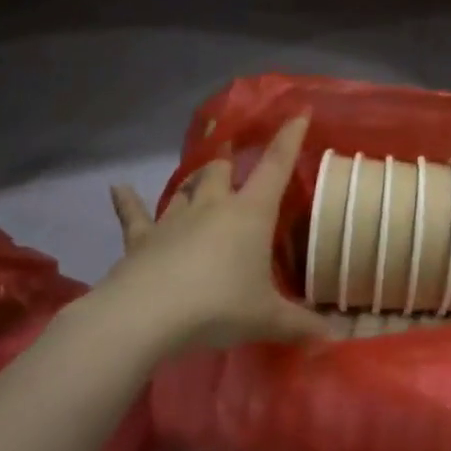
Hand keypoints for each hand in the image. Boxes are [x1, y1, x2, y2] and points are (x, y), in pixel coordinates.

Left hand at [96, 114, 328, 357]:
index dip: (289, 139)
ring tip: (201, 173)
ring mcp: (174, 220)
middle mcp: (213, 207)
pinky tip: (117, 189)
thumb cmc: (217, 306)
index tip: (298, 113)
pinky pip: (134, 216)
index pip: (275, 167)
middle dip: (228, 159)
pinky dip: (127, 202)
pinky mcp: (142, 240)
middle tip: (232, 153)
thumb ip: (300, 324)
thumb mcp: (267, 318)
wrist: (145, 316)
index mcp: (250, 214)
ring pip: (186, 188)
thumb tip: (334, 336)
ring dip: (194, 180)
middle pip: (221, 171)